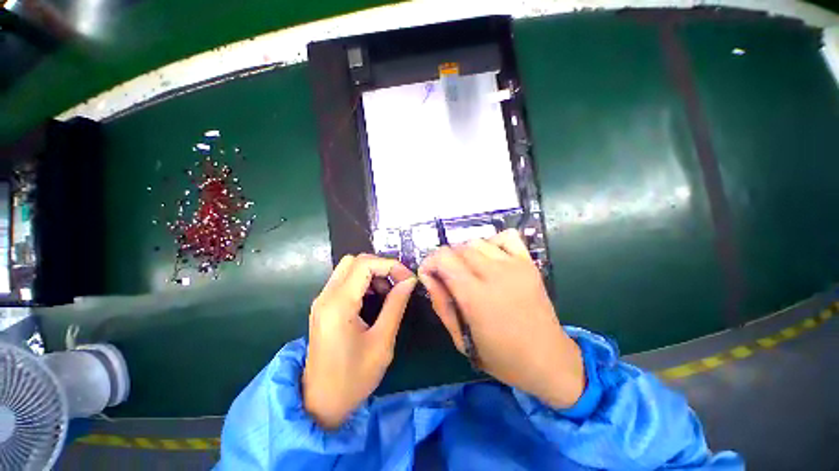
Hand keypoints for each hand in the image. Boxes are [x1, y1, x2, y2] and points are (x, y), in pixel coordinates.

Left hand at [303, 254, 416, 428]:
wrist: (319, 404)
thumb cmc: (353, 378)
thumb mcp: (382, 342)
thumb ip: (396, 305)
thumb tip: (409, 280)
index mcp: (339, 304)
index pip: (365, 264)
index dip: (391, 265)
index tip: (408, 279)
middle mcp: (326, 296)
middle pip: (355, 260)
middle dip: (381, 266)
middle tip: (398, 283)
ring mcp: (322, 300)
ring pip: (349, 268)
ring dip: (372, 273)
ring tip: (388, 293)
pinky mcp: (323, 306)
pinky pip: (345, 280)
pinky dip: (363, 281)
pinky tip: (374, 298)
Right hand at [419, 230, 584, 408]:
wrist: (549, 360)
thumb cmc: (502, 357)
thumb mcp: (461, 339)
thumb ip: (441, 304)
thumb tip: (428, 276)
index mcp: (476, 296)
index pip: (443, 258)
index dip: (430, 262)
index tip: (429, 274)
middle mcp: (495, 274)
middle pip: (458, 248)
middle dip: (446, 259)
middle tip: (448, 277)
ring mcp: (515, 265)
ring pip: (477, 241)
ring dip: (465, 253)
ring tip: (468, 270)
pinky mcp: (529, 263)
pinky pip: (506, 237)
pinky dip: (492, 243)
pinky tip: (490, 259)